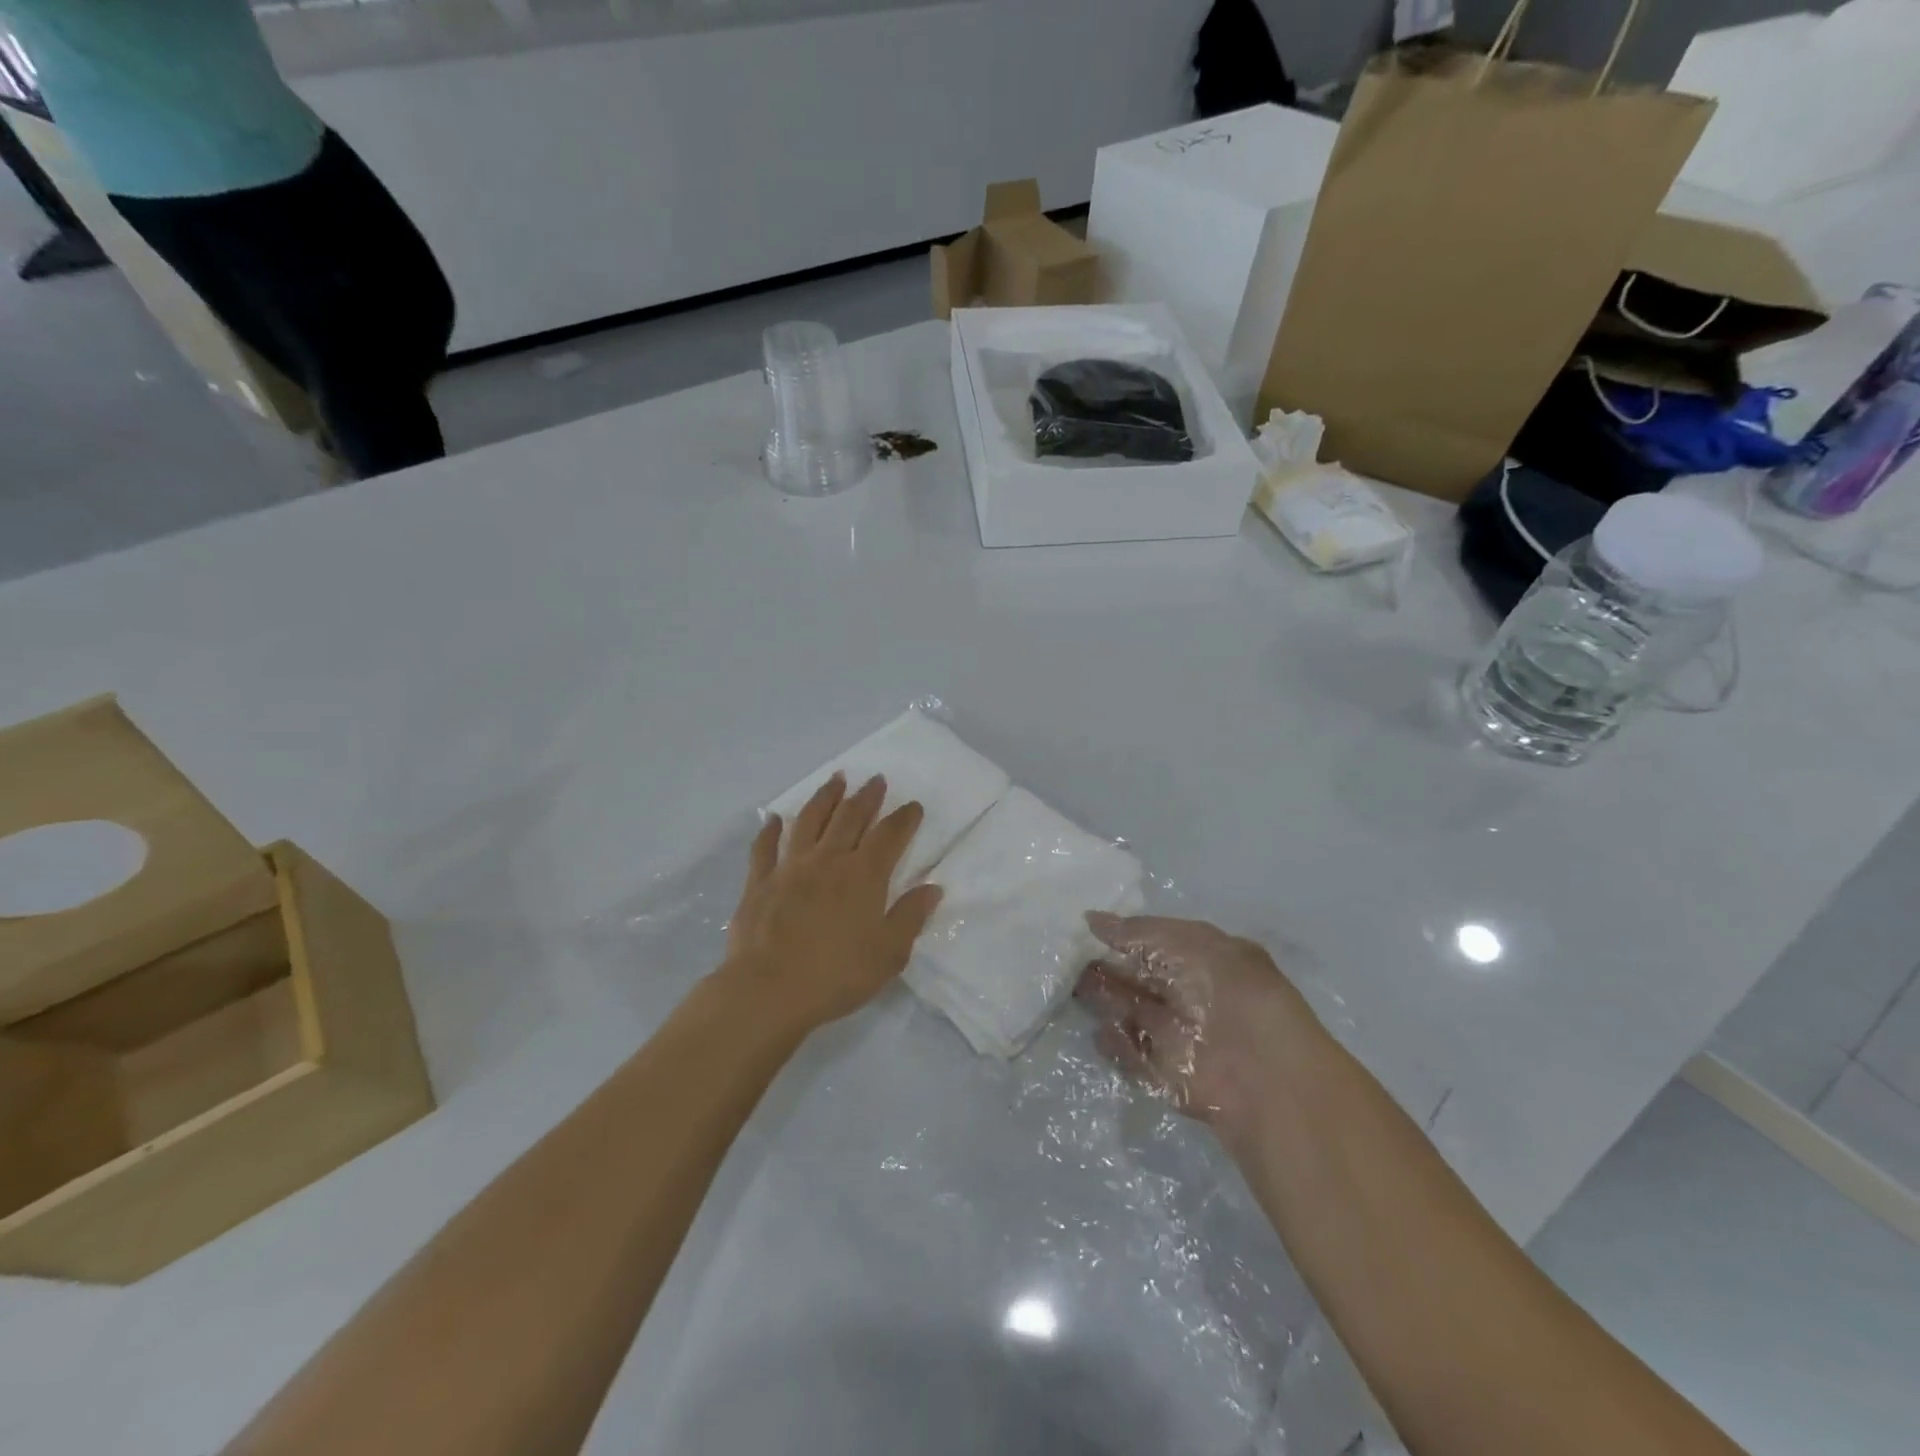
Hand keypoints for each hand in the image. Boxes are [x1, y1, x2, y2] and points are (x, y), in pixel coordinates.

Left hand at [722, 772, 943, 1033]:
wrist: (768, 991)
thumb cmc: (836, 975)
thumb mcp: (889, 954)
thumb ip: (911, 916)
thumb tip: (932, 887)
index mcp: (864, 875)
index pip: (889, 835)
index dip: (904, 818)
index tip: (913, 806)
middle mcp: (828, 860)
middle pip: (850, 818)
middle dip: (866, 797)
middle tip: (875, 780)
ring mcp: (790, 867)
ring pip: (810, 821)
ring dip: (825, 797)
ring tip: (836, 780)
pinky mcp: (759, 882)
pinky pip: (765, 847)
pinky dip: (771, 830)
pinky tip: (775, 819)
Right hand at [1074, 914, 1323, 1139]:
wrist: (1263, 1075)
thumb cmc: (1229, 992)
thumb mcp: (1188, 943)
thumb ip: (1138, 932)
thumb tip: (1091, 919)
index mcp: (1207, 960)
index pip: (1158, 942)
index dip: (1124, 935)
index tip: (1085, 928)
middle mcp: (1194, 996)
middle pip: (1141, 979)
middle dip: (1108, 968)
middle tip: (1068, 957)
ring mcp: (1181, 1037)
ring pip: (1133, 1013)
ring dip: (1105, 1001)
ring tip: (1074, 988)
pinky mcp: (1168, 1076)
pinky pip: (1133, 1054)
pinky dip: (1115, 1044)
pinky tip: (1097, 1031)